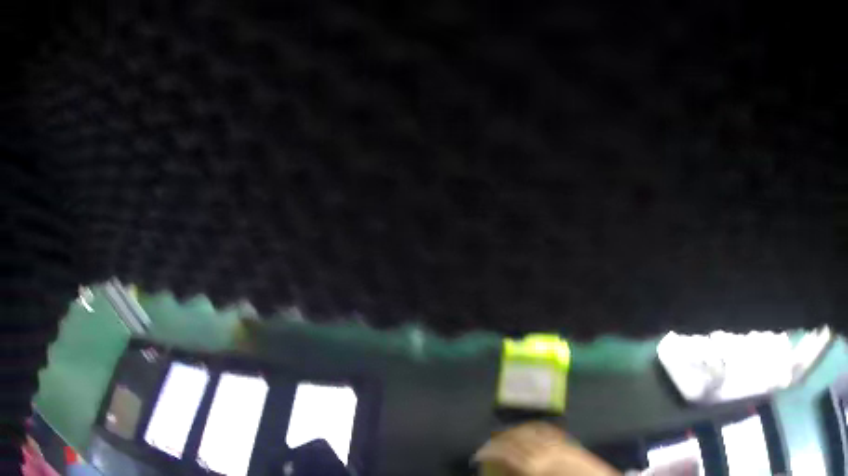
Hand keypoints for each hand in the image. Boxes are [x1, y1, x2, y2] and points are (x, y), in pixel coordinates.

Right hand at [475, 422, 620, 475]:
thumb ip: (517, 474)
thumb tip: (502, 471)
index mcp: (533, 467)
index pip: (505, 455)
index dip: (489, 453)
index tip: (479, 454)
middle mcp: (544, 453)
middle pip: (517, 440)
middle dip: (499, 440)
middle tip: (488, 444)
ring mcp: (558, 446)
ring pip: (532, 432)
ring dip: (516, 431)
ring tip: (506, 434)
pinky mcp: (570, 444)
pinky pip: (550, 432)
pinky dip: (537, 429)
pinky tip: (531, 430)